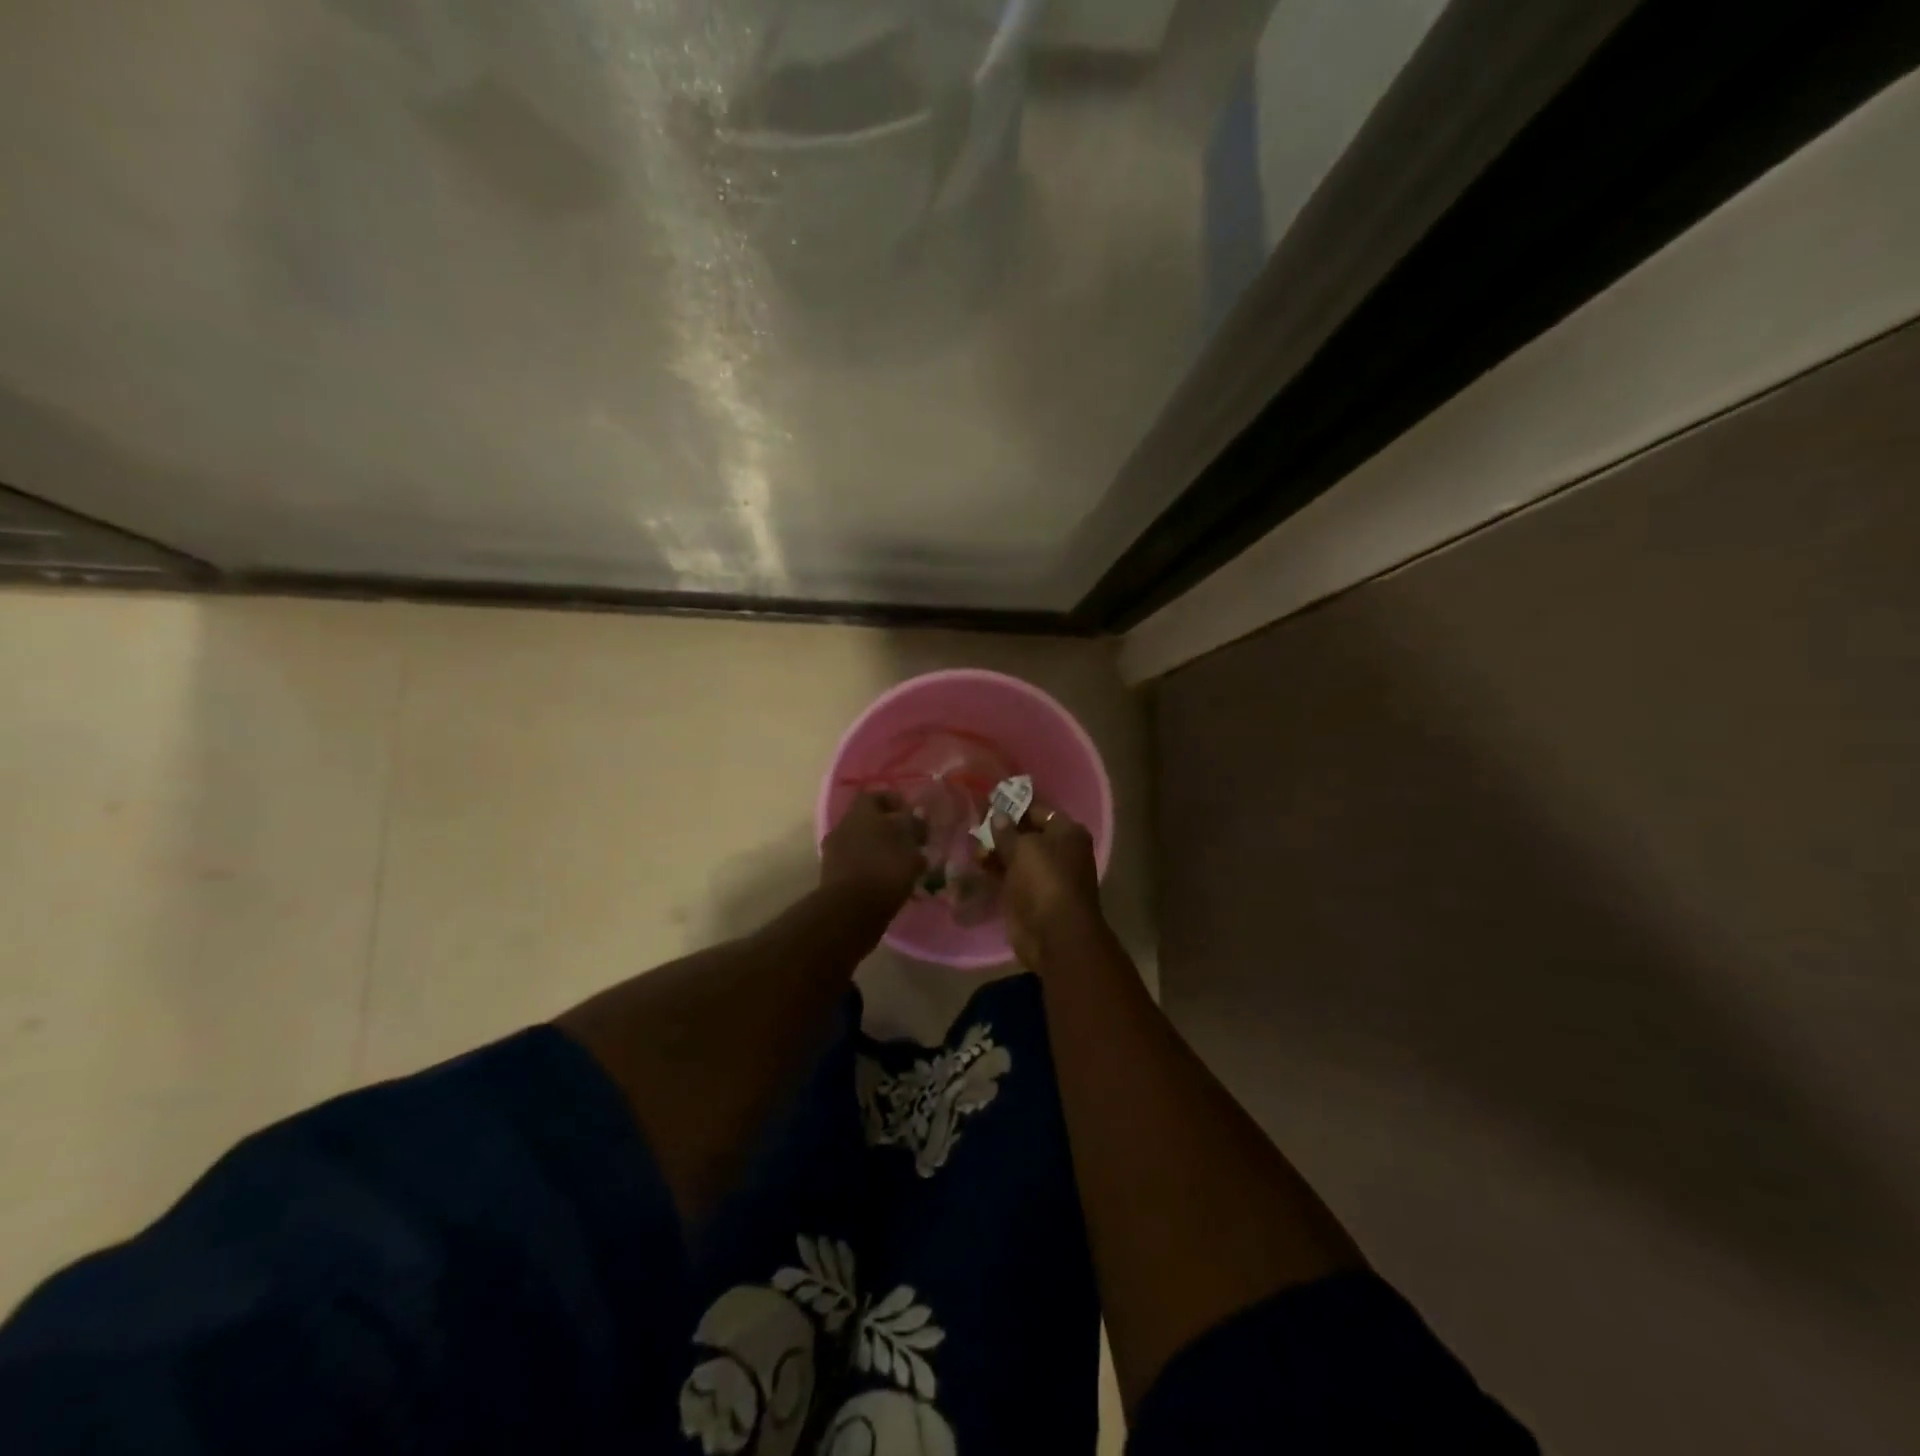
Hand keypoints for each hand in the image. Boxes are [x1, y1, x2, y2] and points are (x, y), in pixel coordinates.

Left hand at [820, 792, 926, 912]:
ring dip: (878, 850)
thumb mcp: (910, 846)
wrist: (850, 911)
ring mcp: (834, 852)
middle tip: (909, 842)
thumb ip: (915, 827)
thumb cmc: (885, 869)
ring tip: (901, 865)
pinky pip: (855, 864)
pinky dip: (869, 868)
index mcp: (861, 812)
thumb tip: (918, 814)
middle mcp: (843, 826)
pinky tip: (887, 882)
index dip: (894, 802)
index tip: (911, 816)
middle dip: (888, 829)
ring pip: (861, 843)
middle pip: (867, 821)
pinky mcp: (831, 876)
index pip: (875, 795)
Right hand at [985, 800, 1104, 969]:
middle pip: (1025, 833)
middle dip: (1000, 828)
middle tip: (971, 821)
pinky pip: (1009, 875)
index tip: (986, 801)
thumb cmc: (1044, 881)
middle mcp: (1059, 851)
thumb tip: (998, 815)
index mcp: (1066, 832)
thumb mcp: (1024, 848)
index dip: (1012, 805)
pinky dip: (994, 869)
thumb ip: (1006, 831)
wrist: (1054, 935)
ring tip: (969, 843)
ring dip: (994, 850)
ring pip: (1015, 855)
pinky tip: (975, 862)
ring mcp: (1044, 875)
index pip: (1037, 810)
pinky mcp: (1029, 895)